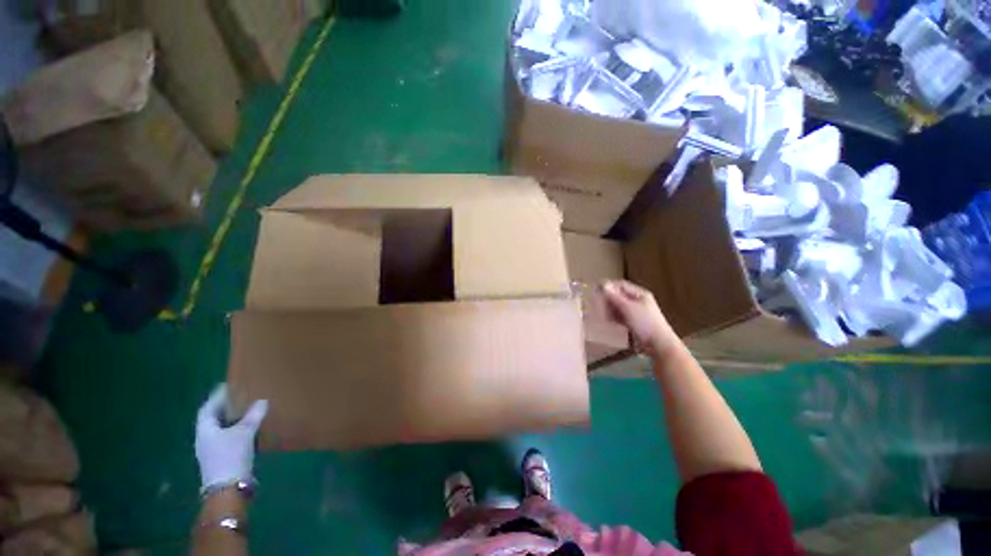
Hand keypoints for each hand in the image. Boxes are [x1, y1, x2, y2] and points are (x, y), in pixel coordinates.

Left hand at [195, 384, 267, 492]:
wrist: (228, 489)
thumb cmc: (231, 455)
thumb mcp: (245, 433)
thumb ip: (253, 416)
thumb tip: (262, 401)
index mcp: (205, 429)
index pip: (207, 408)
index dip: (217, 397)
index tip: (227, 386)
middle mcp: (204, 438)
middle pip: (212, 419)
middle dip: (224, 408)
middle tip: (239, 397)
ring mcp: (211, 451)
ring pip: (219, 430)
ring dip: (230, 420)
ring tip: (245, 411)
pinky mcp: (220, 459)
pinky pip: (226, 438)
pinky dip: (235, 431)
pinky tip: (247, 430)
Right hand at [601, 280, 679, 356]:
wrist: (658, 344)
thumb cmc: (645, 323)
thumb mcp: (628, 308)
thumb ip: (614, 296)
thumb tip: (603, 284)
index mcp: (640, 294)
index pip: (621, 285)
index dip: (609, 287)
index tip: (597, 291)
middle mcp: (638, 301)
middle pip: (619, 296)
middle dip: (609, 300)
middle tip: (600, 307)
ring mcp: (636, 312)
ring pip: (618, 306)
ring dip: (610, 310)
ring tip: (606, 316)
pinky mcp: (634, 322)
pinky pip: (621, 316)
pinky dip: (615, 317)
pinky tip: (611, 322)